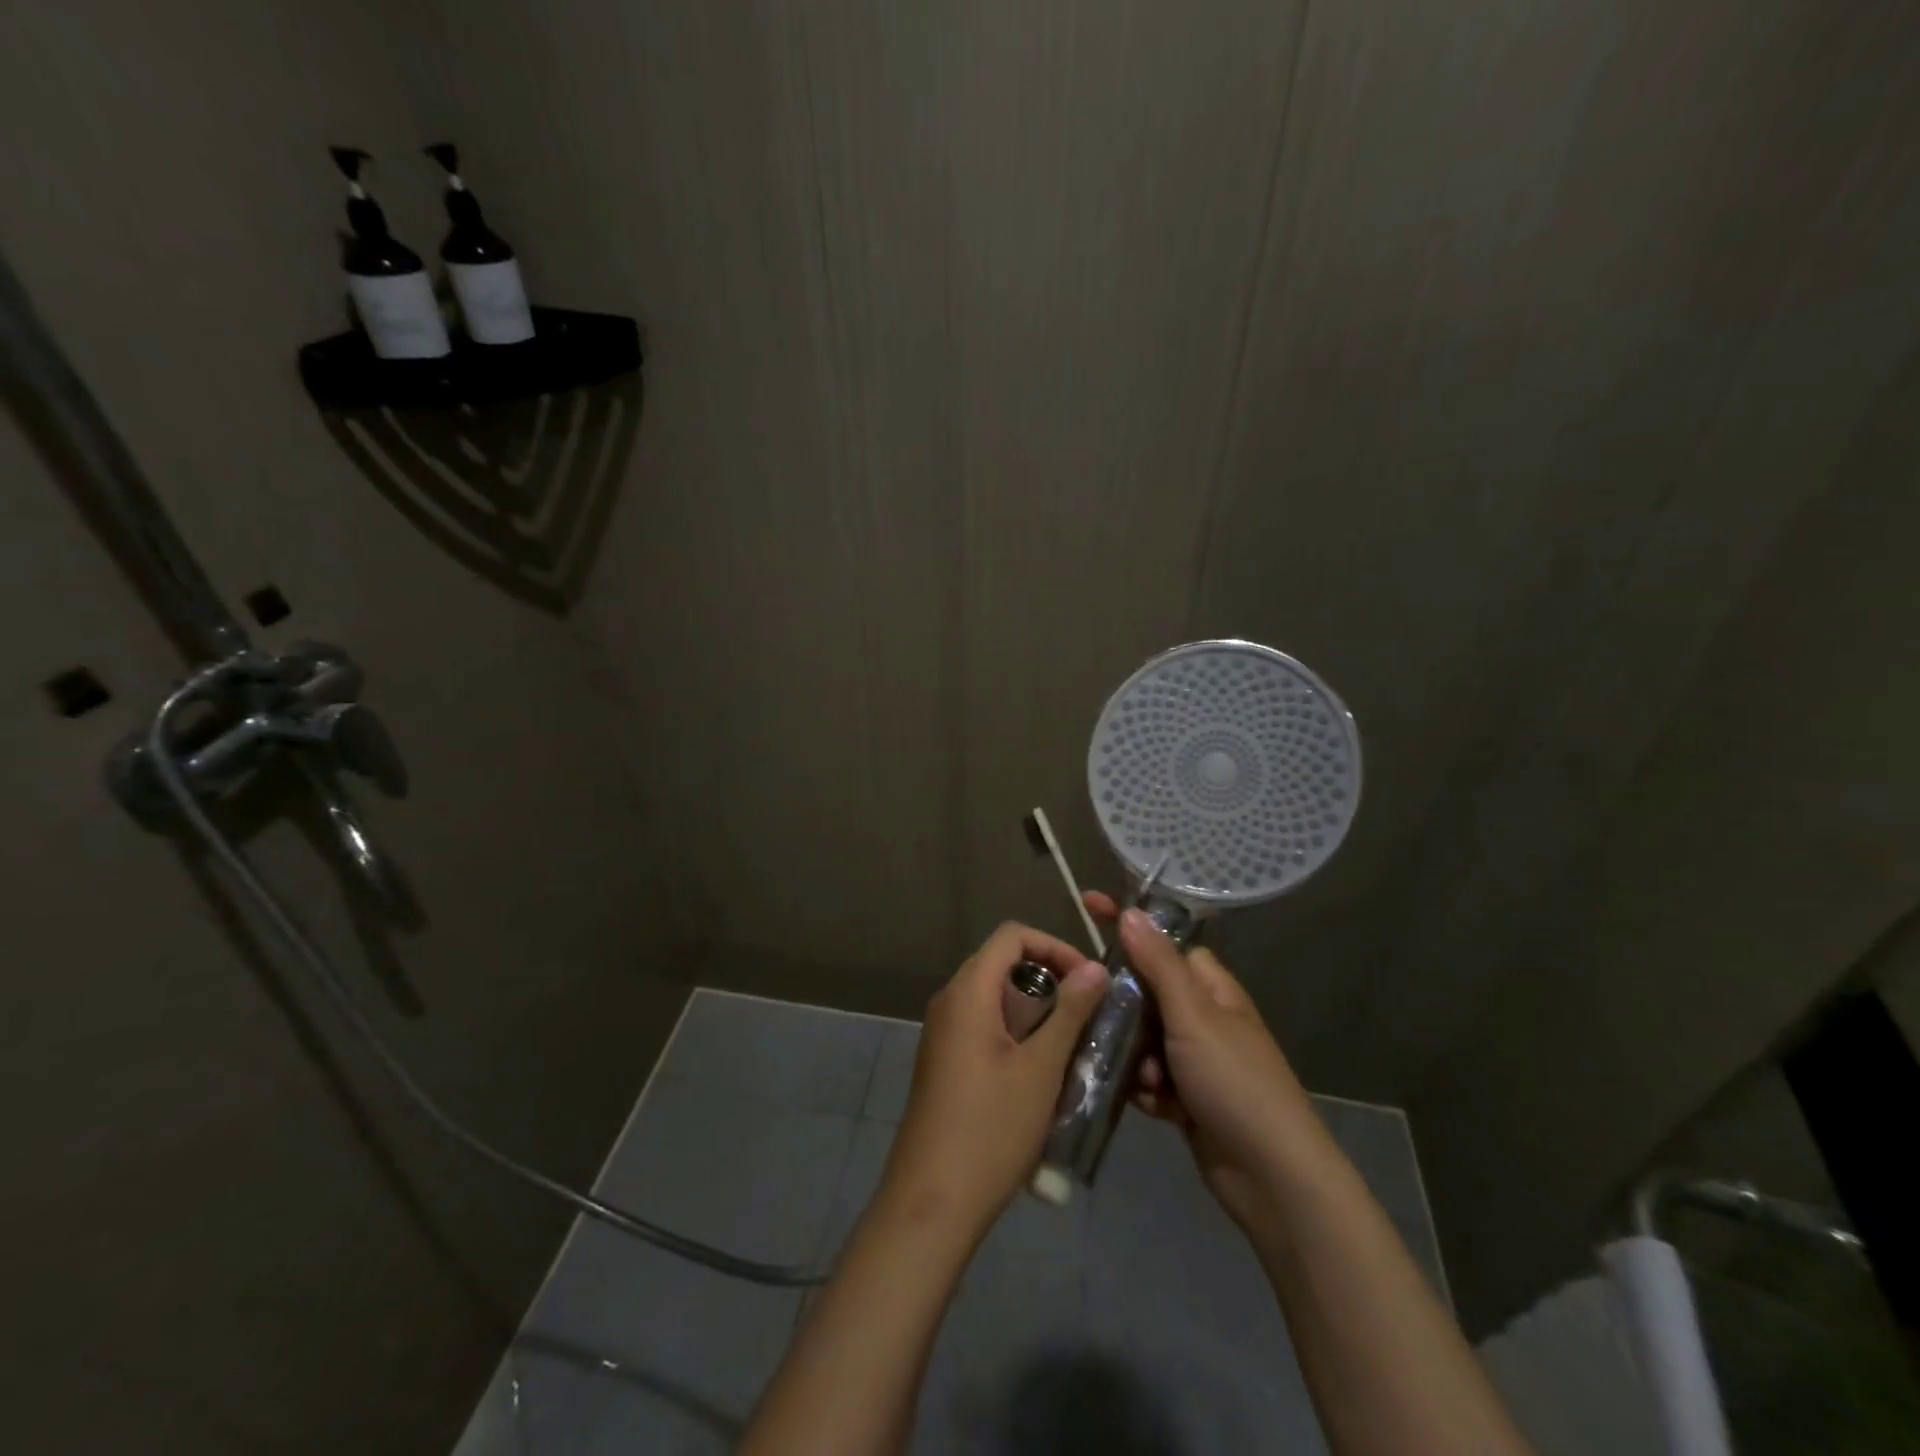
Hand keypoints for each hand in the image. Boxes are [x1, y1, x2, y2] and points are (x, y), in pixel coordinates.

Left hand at [878, 923, 1108, 1244]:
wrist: (931, 1201)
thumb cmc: (991, 1129)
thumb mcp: (1041, 1069)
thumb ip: (1070, 1012)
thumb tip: (1095, 968)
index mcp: (968, 991)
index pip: (1011, 935)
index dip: (1053, 945)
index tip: (1087, 979)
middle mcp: (950, 1001)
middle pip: (1003, 963)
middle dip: (1049, 978)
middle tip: (1088, 1011)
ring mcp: (943, 1032)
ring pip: (996, 997)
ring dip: (1037, 1009)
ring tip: (1073, 1043)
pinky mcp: (945, 1060)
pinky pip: (984, 1024)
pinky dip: (1017, 1031)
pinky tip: (1043, 1070)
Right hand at [1085, 893, 1325, 1235]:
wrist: (1273, 1177)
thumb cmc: (1235, 1082)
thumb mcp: (1194, 1016)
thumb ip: (1159, 964)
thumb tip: (1131, 912)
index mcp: (1211, 989)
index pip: (1163, 942)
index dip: (1128, 926)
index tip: (1087, 906)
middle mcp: (1203, 1018)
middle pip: (1145, 992)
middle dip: (1122, 1007)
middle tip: (1096, 1014)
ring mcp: (1194, 1060)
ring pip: (1141, 1037)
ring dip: (1133, 1055)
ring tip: (1144, 1078)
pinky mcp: (1186, 1098)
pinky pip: (1148, 1078)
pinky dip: (1144, 1088)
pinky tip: (1151, 1105)